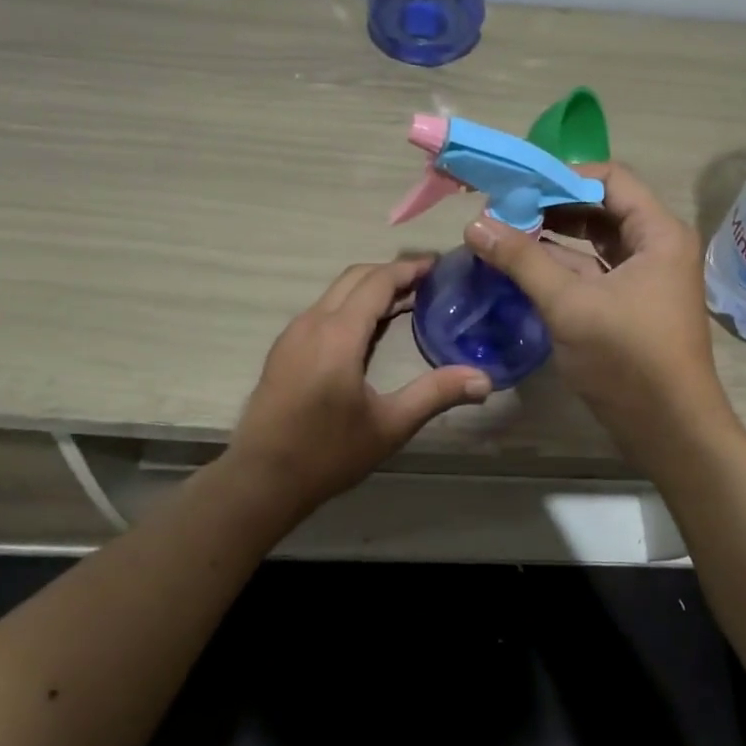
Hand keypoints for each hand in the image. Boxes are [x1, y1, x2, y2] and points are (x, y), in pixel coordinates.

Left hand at [226, 257, 491, 514]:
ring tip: (407, 302)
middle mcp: (312, 323)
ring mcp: (293, 335)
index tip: (440, 266)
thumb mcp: (389, 426)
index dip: (409, 269)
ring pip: (335, 293)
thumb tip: (485, 380)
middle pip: (355, 278)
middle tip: (429, 282)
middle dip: (392, 273)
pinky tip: (369, 331)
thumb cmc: (327, 453)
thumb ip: (435, 394)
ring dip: (370, 289)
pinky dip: (351, 306)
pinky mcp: (284, 350)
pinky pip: (322, 311)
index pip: (378, 281)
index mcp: (338, 334)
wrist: (260, 480)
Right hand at [463, 163, 734, 457]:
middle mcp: (657, 246)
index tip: (516, 185)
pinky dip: (561, 265)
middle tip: (503, 208)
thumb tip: (475, 224)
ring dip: (553, 235)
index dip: (561, 177)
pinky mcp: (631, 304)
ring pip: (594, 240)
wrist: (670, 429)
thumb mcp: (570, 305)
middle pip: (601, 207)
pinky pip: (593, 270)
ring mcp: (645, 277)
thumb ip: (522, 260)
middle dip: (551, 206)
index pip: (609, 179)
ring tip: (505, 232)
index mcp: (659, 233)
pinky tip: (523, 264)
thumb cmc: (627, 359)